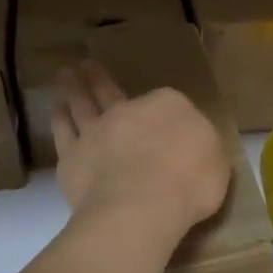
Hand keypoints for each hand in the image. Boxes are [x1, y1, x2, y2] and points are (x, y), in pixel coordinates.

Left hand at [51, 61, 230, 234]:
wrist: (141, 207)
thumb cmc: (189, 183)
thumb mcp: (216, 162)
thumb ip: (202, 146)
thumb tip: (193, 143)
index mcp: (169, 106)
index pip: (166, 101)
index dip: (164, 109)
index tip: (162, 115)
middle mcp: (128, 110)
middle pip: (111, 90)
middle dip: (99, 77)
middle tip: (86, 65)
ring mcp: (97, 130)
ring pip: (82, 102)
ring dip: (74, 87)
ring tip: (66, 75)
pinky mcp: (72, 155)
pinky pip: (63, 131)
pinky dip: (59, 118)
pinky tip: (56, 110)